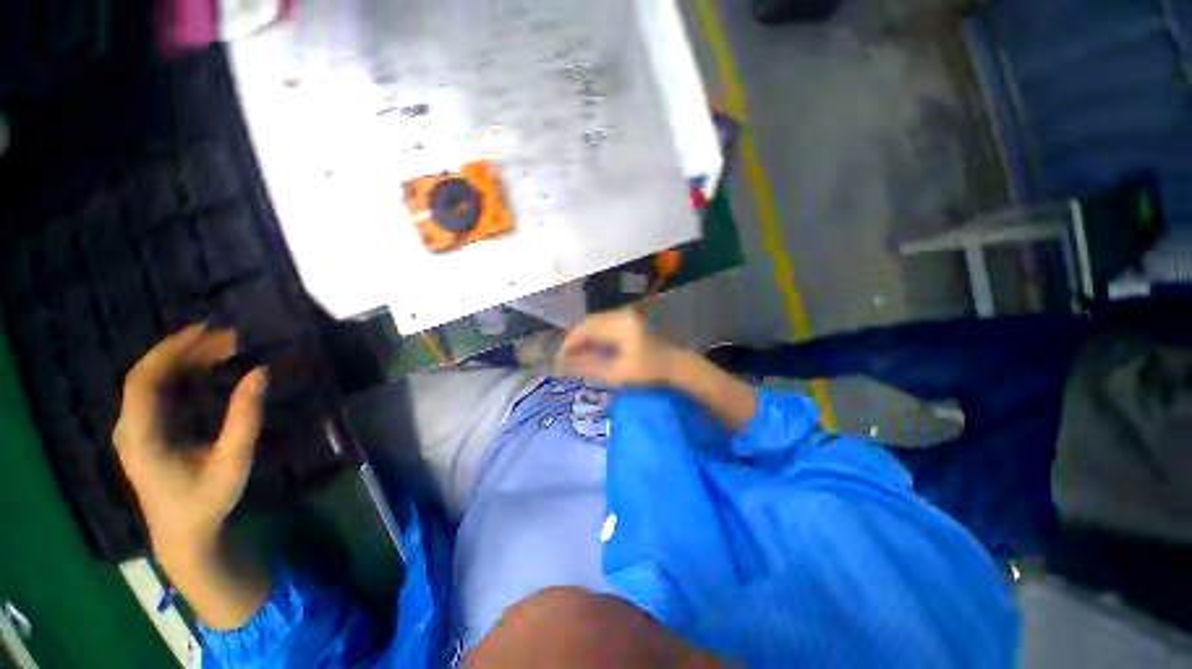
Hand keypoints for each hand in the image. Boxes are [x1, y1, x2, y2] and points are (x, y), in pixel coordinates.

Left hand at [114, 325, 266, 564]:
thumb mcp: (232, 461)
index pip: (142, 380)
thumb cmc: (206, 501)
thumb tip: (261, 371)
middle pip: (147, 376)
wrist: (183, 535)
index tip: (204, 331)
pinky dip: (184, 375)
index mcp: (142, 436)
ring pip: (153, 382)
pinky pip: (160, 393)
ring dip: (185, 361)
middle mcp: (131, 427)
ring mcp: (136, 430)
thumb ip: (245, 417)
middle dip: (184, 350)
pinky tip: (209, 369)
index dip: (169, 350)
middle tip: (227, 337)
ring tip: (224, 348)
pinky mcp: (147, 433)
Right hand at [557, 310, 677, 387]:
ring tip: (575, 356)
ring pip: (595, 323)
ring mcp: (626, 315)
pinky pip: (604, 325)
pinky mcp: (628, 320)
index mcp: (620, 325)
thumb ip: (588, 367)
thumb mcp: (617, 374)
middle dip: (574, 340)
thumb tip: (563, 365)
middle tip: (565, 359)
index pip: (585, 329)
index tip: (559, 360)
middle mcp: (621, 314)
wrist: (675, 366)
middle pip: (588, 323)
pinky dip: (594, 337)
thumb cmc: (649, 372)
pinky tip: (591, 350)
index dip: (569, 343)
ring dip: (584, 338)